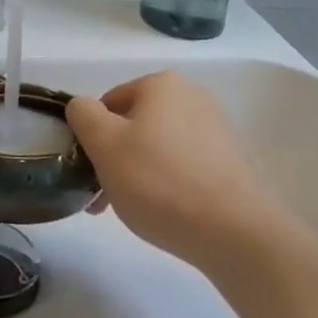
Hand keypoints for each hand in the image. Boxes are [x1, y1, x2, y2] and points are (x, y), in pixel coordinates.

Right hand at [66, 71, 280, 269]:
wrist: (235, 232)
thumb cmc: (160, 181)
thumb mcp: (104, 144)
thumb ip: (83, 115)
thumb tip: (82, 107)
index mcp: (161, 84)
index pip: (110, 102)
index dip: (93, 137)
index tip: (91, 173)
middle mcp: (191, 96)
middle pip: (136, 124)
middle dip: (117, 158)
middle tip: (106, 198)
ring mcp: (215, 128)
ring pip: (159, 146)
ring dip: (140, 172)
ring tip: (136, 211)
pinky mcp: (231, 161)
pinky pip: (185, 165)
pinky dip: (169, 183)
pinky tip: (167, 213)